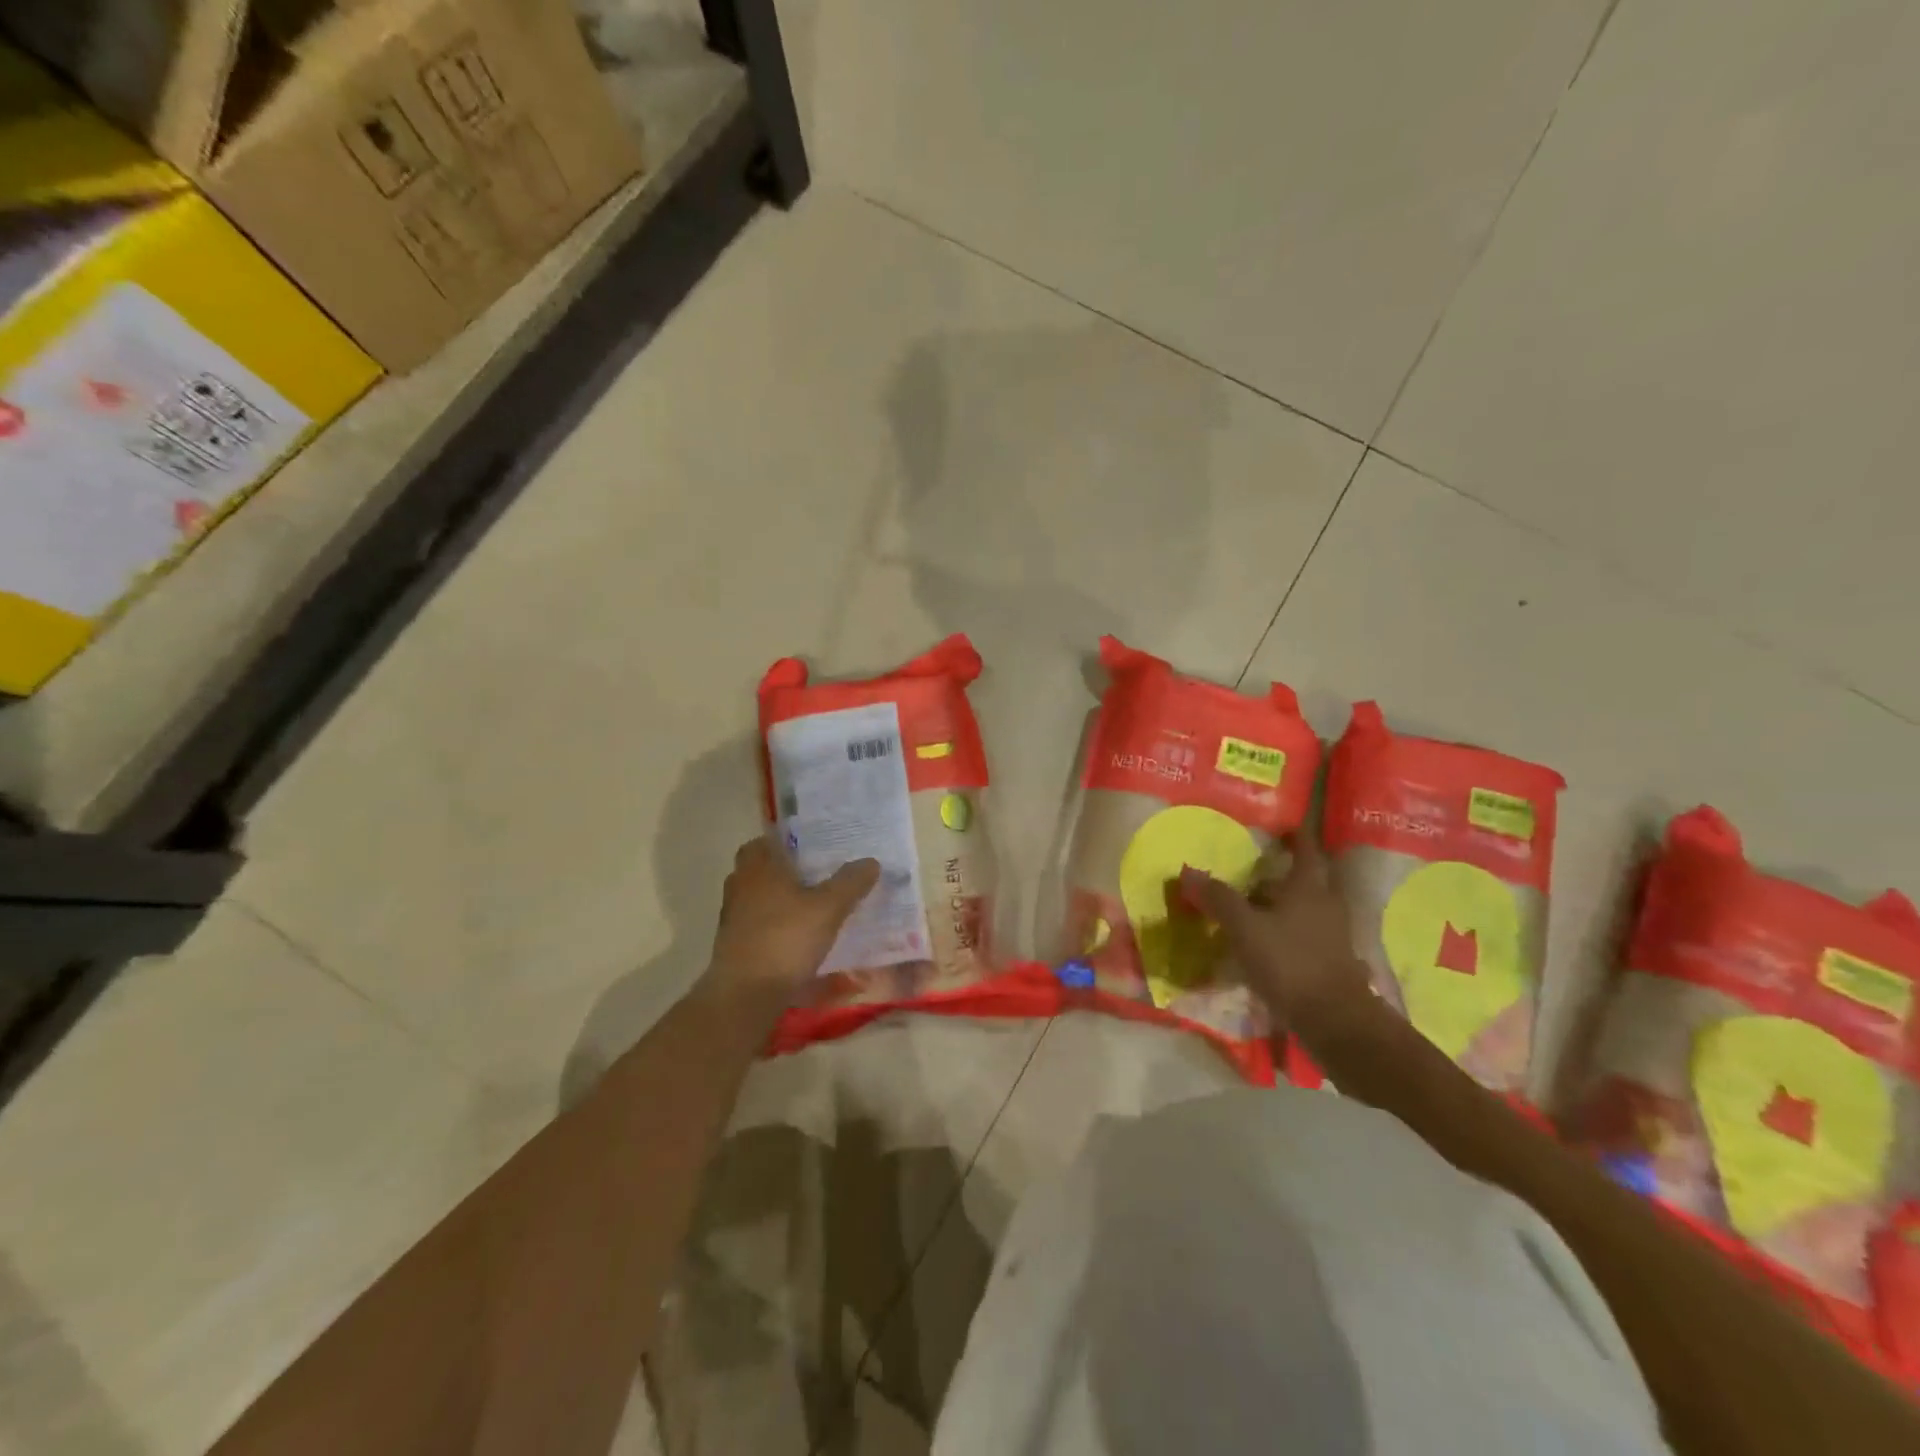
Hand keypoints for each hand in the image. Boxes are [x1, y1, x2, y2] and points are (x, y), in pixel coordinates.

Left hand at [707, 837, 879, 999]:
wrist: (746, 995)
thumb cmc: (786, 939)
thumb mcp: (829, 908)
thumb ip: (850, 883)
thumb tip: (871, 861)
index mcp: (760, 866)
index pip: (767, 839)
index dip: (789, 840)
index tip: (814, 848)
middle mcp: (741, 884)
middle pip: (761, 867)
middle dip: (786, 871)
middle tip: (818, 877)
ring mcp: (733, 916)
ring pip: (758, 896)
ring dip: (779, 899)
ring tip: (812, 908)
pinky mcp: (732, 943)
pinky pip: (756, 923)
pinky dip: (773, 924)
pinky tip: (797, 938)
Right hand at [1179, 830, 1368, 1033]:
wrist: (1335, 1021)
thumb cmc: (1290, 963)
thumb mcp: (1245, 929)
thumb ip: (1218, 899)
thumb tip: (1188, 872)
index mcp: (1309, 888)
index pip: (1306, 850)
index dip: (1297, 836)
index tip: (1285, 826)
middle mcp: (1326, 905)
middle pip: (1309, 879)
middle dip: (1287, 871)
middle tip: (1260, 867)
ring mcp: (1333, 935)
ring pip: (1308, 908)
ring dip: (1286, 902)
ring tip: (1256, 904)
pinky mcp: (1332, 961)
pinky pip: (1307, 934)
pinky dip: (1289, 930)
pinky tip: (1267, 941)